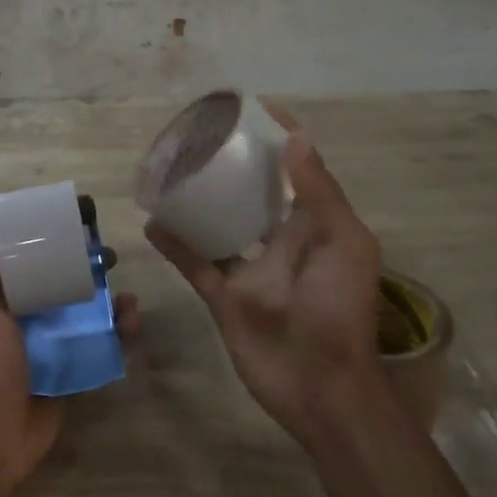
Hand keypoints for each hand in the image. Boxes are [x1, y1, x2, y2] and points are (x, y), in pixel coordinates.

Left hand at [0, 215, 139, 488]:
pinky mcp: (74, 369)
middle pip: (63, 283)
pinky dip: (118, 332)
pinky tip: (132, 323)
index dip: (51, 240)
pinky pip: (100, 343)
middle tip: (110, 258)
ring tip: (127, 298)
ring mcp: (52, 345)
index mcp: (2, 301)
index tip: (76, 223)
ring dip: (110, 300)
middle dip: (88, 268)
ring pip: (86, 312)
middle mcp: (28, 318)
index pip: (28, 261)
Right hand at [146, 116, 382, 445]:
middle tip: (202, 136)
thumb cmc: (339, 308)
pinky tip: (152, 221)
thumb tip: (295, 138)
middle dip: (234, 164)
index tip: (252, 110)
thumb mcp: (344, 242)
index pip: (297, 170)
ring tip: (172, 171)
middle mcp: (282, 240)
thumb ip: (318, 192)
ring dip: (200, 201)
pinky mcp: (225, 297)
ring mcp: (251, 269)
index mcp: (315, 224)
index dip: (280, 139)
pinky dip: (175, 245)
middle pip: (254, 192)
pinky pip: (196, 264)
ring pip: (221, 224)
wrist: (320, 386)